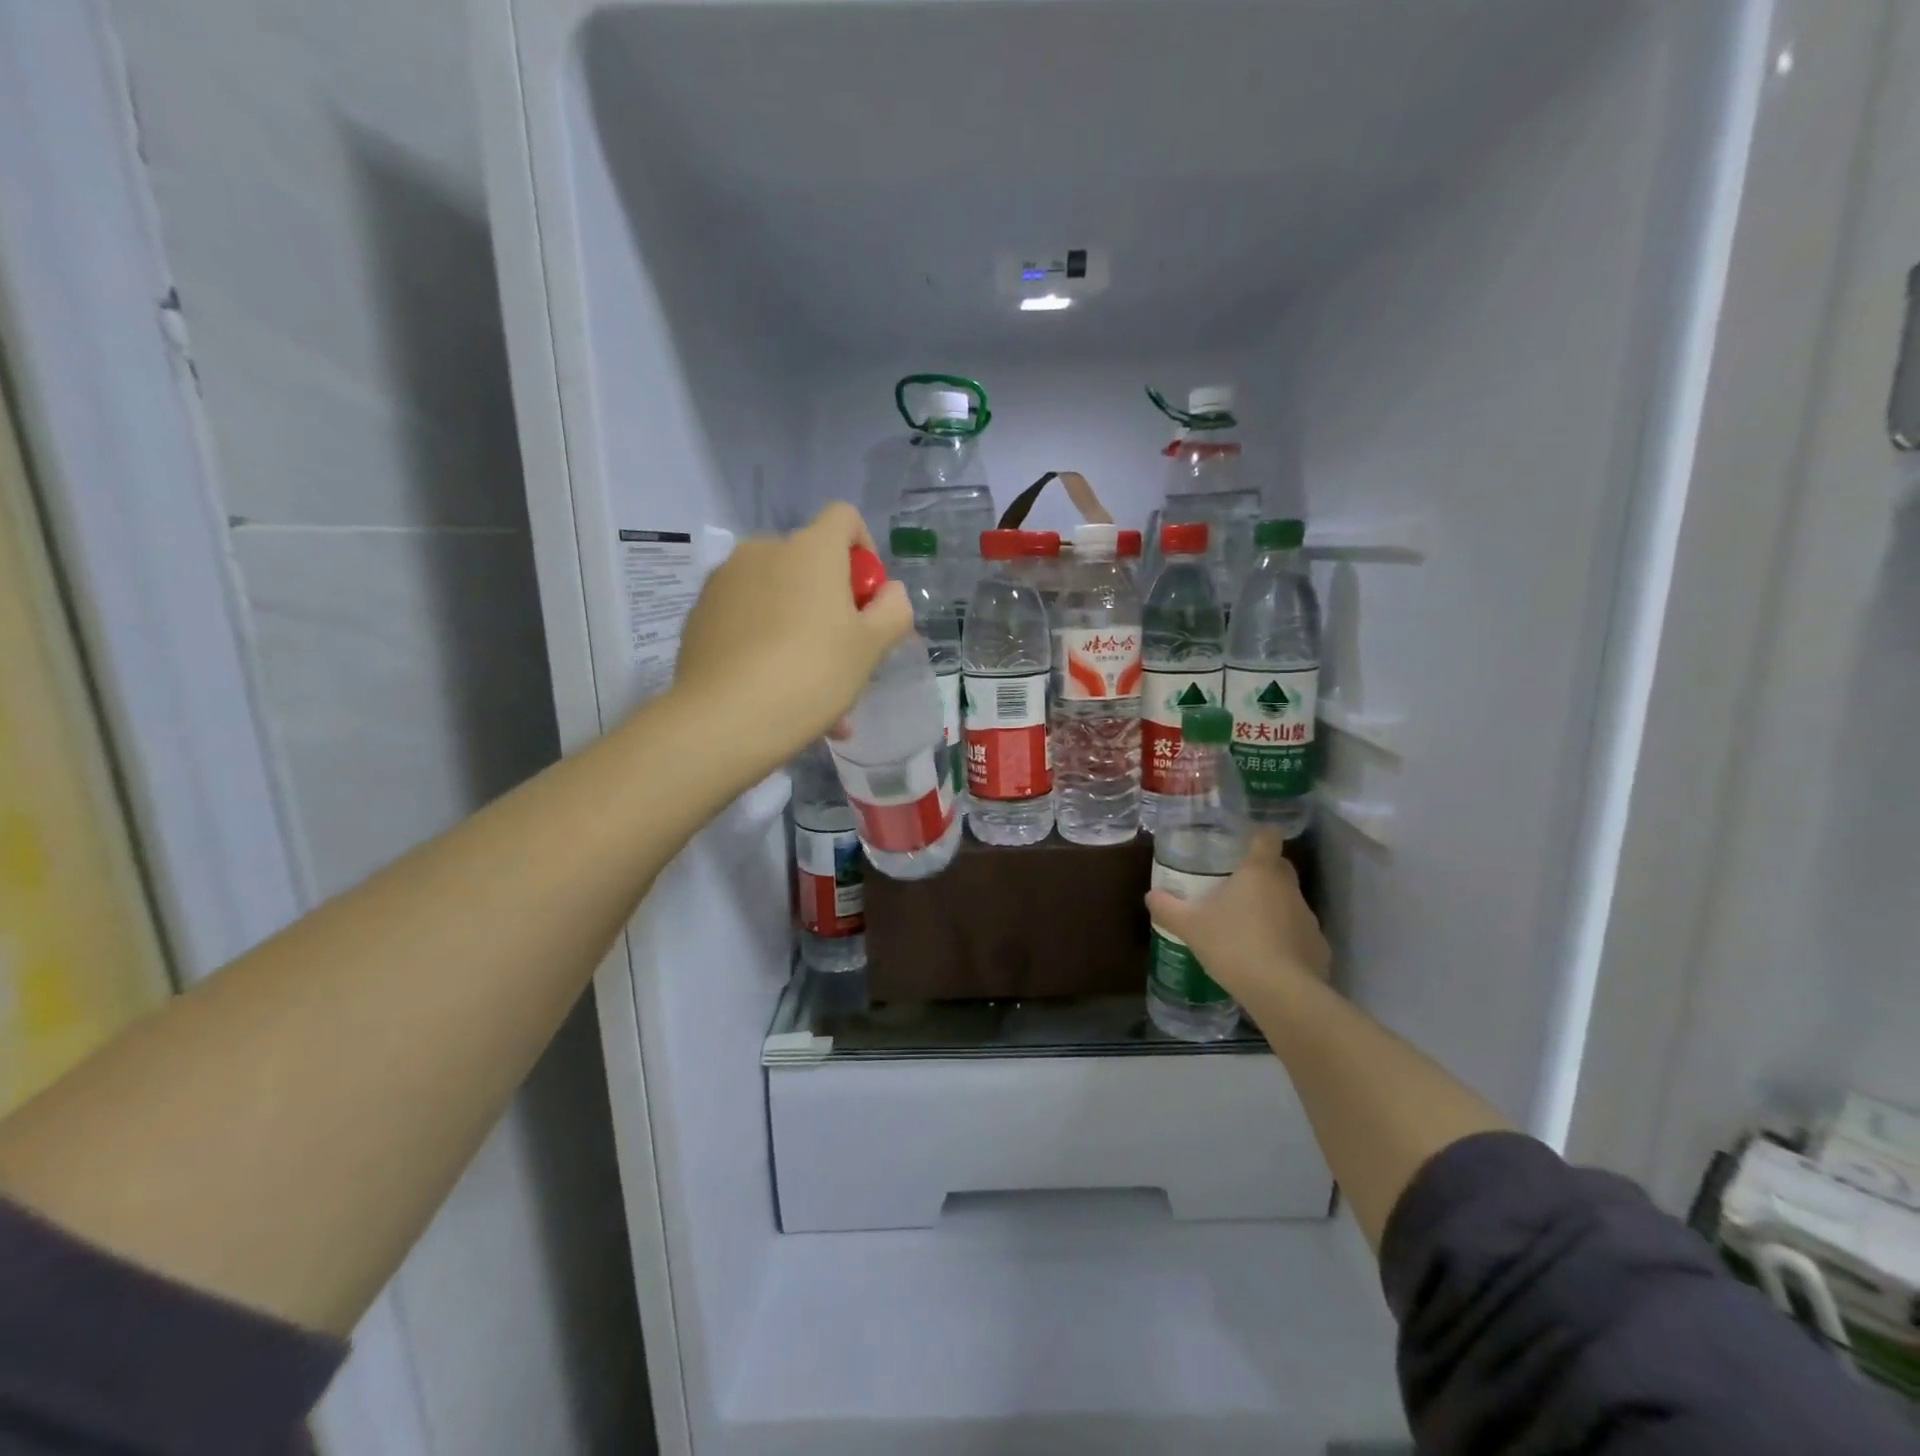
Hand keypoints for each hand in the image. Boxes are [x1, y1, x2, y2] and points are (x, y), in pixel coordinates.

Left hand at [671, 503, 912, 770]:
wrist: (723, 720)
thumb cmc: (811, 674)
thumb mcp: (871, 648)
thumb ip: (893, 610)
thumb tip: (889, 592)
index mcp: (810, 549)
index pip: (845, 518)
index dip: (865, 552)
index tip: (868, 599)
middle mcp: (762, 551)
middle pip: (810, 564)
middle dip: (831, 604)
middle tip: (844, 658)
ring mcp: (724, 581)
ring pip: (778, 598)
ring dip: (801, 631)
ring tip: (814, 693)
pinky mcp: (699, 614)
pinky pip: (747, 620)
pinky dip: (767, 644)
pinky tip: (777, 694)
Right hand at [1144, 831, 1331, 1000]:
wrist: (1282, 993)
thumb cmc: (1233, 945)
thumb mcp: (1189, 926)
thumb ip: (1167, 908)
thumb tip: (1151, 895)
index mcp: (1259, 872)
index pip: (1267, 837)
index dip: (1258, 835)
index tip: (1244, 842)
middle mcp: (1288, 888)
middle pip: (1280, 867)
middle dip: (1262, 873)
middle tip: (1235, 886)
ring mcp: (1307, 918)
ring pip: (1289, 902)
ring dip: (1272, 908)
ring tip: (1246, 928)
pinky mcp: (1318, 947)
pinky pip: (1298, 934)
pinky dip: (1284, 940)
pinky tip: (1266, 959)